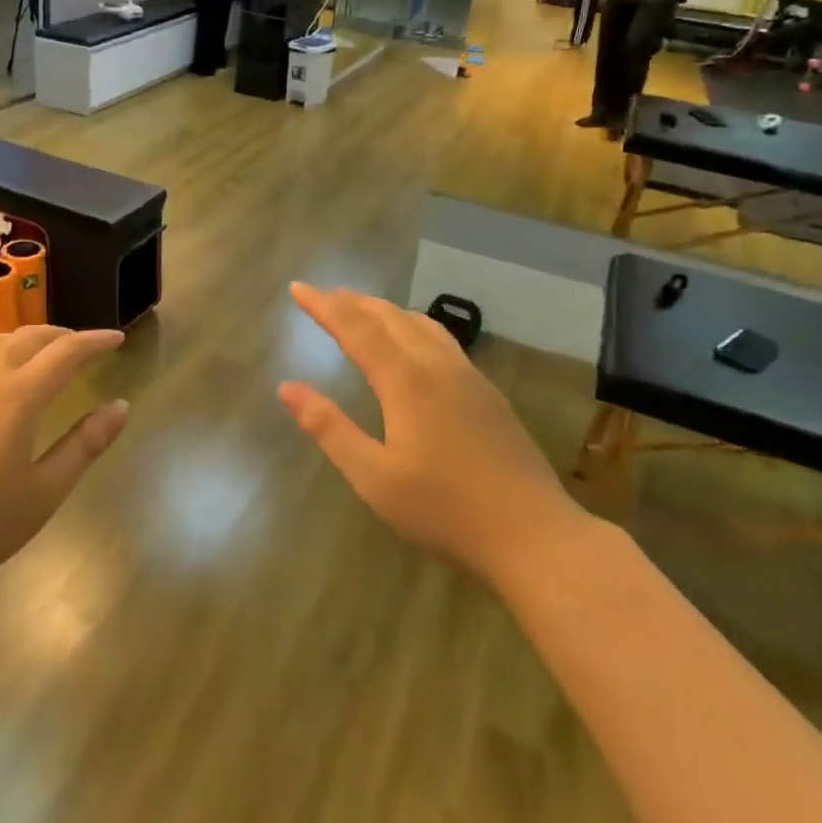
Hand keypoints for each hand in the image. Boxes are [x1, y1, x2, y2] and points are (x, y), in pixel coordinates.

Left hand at [0, 327, 128, 594]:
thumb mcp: (42, 494)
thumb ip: (84, 445)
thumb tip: (120, 407)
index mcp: (17, 396)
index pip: (67, 352)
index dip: (96, 341)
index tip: (117, 338)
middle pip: (30, 337)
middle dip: (63, 335)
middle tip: (86, 346)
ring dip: (27, 339)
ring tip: (42, 354)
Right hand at [278, 284, 586, 582]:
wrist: (533, 534)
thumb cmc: (444, 510)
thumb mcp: (373, 477)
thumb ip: (329, 428)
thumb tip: (287, 387)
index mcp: (405, 380)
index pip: (355, 327)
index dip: (323, 306)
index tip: (297, 288)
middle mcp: (437, 365)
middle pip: (389, 316)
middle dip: (352, 301)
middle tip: (324, 295)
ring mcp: (468, 376)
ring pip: (420, 323)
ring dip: (385, 310)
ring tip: (363, 309)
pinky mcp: (487, 392)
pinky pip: (441, 339)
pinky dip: (412, 325)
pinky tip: (414, 344)